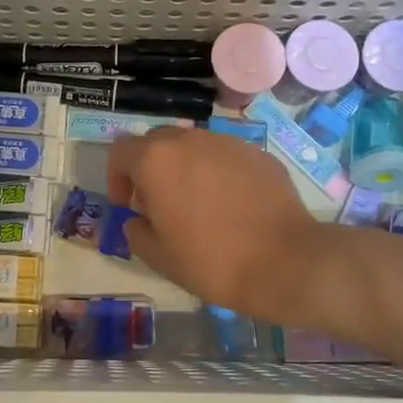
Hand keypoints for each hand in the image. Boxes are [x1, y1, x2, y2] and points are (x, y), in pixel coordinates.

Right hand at [107, 126, 323, 322]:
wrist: (284, 261)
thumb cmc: (211, 261)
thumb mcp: (158, 256)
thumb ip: (136, 231)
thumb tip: (138, 219)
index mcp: (157, 161)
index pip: (121, 151)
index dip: (117, 177)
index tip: (126, 204)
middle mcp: (190, 141)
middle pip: (157, 142)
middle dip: (149, 168)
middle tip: (158, 203)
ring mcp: (228, 143)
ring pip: (193, 146)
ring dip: (184, 168)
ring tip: (196, 204)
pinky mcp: (258, 154)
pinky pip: (225, 157)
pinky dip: (217, 173)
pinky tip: (230, 205)